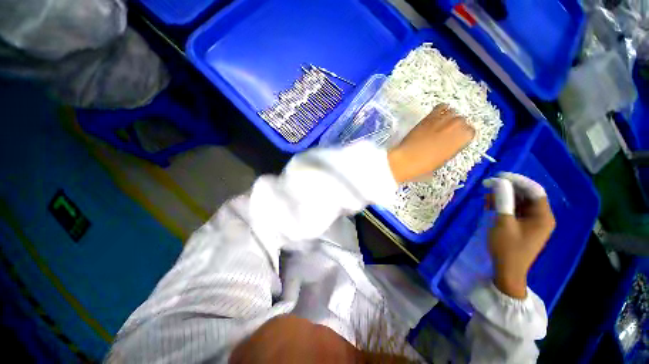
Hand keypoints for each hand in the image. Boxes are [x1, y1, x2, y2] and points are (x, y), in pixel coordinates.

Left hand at [387, 104, 474, 182]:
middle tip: (445, 133)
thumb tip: (450, 142)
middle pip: (461, 121)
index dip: (462, 136)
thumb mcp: (444, 159)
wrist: (407, 159)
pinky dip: (440, 111)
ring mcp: (443, 119)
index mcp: (463, 139)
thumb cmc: (425, 164)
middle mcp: (457, 125)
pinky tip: (435, 117)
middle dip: (455, 126)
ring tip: (439, 125)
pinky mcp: (430, 116)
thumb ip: (452, 147)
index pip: (470, 132)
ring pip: (452, 112)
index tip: (455, 140)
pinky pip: (441, 107)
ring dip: (448, 118)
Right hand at [484, 173, 555, 298]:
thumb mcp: (503, 222)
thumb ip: (502, 200)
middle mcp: (541, 217)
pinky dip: (504, 206)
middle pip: (527, 195)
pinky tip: (491, 206)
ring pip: (520, 202)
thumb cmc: (507, 247)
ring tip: (487, 198)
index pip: (534, 190)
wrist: (507, 270)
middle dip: (508, 189)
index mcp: (543, 216)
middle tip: (489, 186)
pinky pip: (516, 210)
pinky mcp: (524, 226)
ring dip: (504, 197)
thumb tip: (499, 182)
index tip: (498, 176)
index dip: (517, 180)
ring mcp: (533, 222)